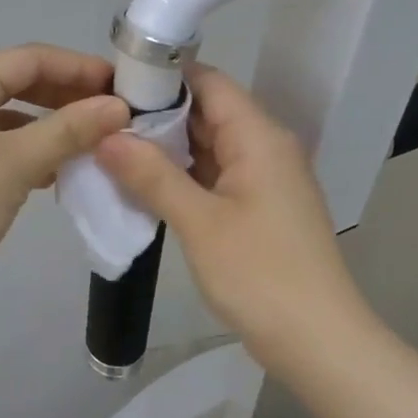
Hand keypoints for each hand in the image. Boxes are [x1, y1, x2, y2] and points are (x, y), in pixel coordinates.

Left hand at [0, 44, 129, 313]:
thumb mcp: (16, 163)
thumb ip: (69, 130)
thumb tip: (119, 107)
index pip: (32, 59)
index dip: (81, 69)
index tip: (125, 88)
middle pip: (20, 83)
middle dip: (68, 98)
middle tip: (115, 116)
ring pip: (10, 117)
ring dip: (51, 128)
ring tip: (95, 144)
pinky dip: (28, 152)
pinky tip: (57, 172)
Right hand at [96, 63, 369, 373]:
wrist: (318, 341)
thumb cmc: (260, 274)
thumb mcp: (199, 222)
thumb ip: (152, 175)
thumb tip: (106, 136)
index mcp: (258, 137)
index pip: (208, 82)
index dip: (162, 76)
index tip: (111, 84)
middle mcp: (266, 148)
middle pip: (207, 112)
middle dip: (156, 115)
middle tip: (99, 121)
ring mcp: (264, 180)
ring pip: (209, 147)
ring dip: (166, 149)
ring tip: (110, 149)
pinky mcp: (259, 209)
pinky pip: (215, 177)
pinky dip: (182, 177)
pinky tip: (143, 185)